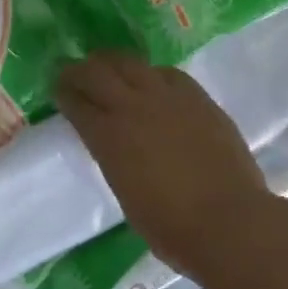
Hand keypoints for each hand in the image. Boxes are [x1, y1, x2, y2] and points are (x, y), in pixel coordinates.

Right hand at [56, 51, 270, 279]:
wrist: (229, 222)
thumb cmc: (171, 226)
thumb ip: (114, 158)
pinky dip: (151, 74)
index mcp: (108, 137)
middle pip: (96, 72)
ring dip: (112, 63)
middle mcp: (132, 107)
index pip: (75, 102)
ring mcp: (167, 97)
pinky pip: (166, 73)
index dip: (63, 93)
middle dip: (79, 70)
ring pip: (130, 62)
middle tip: (74, 73)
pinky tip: (152, 81)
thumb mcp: (125, 192)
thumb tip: (114, 144)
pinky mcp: (197, 97)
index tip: (57, 89)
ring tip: (109, 67)